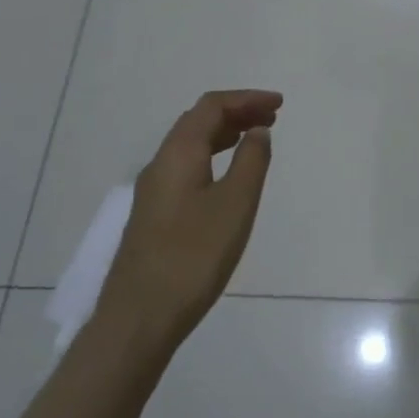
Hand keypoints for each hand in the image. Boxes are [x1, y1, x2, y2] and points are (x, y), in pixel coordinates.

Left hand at [91, 89, 282, 365]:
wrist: (139, 319)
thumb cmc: (194, 257)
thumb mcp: (235, 204)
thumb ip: (251, 161)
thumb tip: (258, 131)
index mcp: (178, 155)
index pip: (211, 107)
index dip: (246, 99)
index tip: (279, 104)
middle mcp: (160, 165)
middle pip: (198, 122)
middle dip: (236, 112)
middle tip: (272, 117)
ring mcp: (153, 192)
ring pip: (190, 145)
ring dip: (224, 134)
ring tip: (256, 139)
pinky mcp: (154, 215)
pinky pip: (187, 167)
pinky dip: (213, 156)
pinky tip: (228, 177)